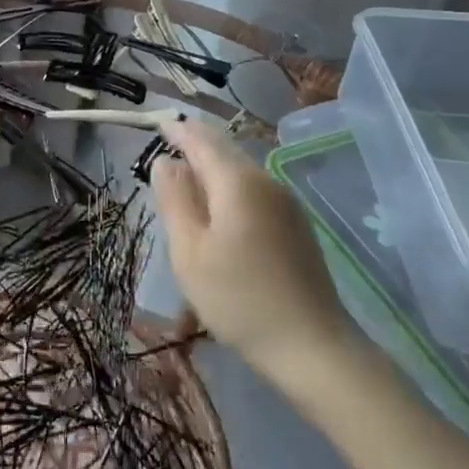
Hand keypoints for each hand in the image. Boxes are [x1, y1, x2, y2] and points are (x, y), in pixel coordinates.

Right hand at [151, 120, 355, 381]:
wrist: (311, 345)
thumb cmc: (238, 298)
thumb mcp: (190, 251)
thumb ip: (175, 199)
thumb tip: (165, 162)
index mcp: (237, 181)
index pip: (202, 139)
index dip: (177, 130)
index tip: (157, 123)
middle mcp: (265, 180)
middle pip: (225, 150)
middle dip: (195, 144)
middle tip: (167, 146)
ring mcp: (286, 202)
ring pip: (241, 170)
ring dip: (212, 167)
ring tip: (187, 179)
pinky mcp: (296, 224)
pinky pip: (254, 190)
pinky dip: (230, 188)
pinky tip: (220, 210)